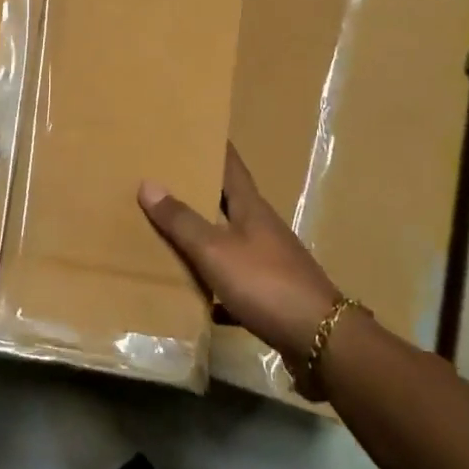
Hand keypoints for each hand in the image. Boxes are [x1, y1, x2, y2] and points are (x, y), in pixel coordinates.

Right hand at [138, 145, 340, 370]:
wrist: (319, 340)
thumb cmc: (266, 283)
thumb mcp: (215, 250)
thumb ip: (182, 221)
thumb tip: (149, 183)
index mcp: (252, 208)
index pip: (232, 166)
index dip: (215, 146)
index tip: (196, 128)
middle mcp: (263, 229)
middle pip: (229, 203)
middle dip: (201, 191)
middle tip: (167, 179)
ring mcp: (271, 262)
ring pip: (231, 242)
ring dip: (206, 238)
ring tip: (171, 235)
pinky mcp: (273, 295)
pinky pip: (236, 283)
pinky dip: (216, 287)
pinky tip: (197, 299)